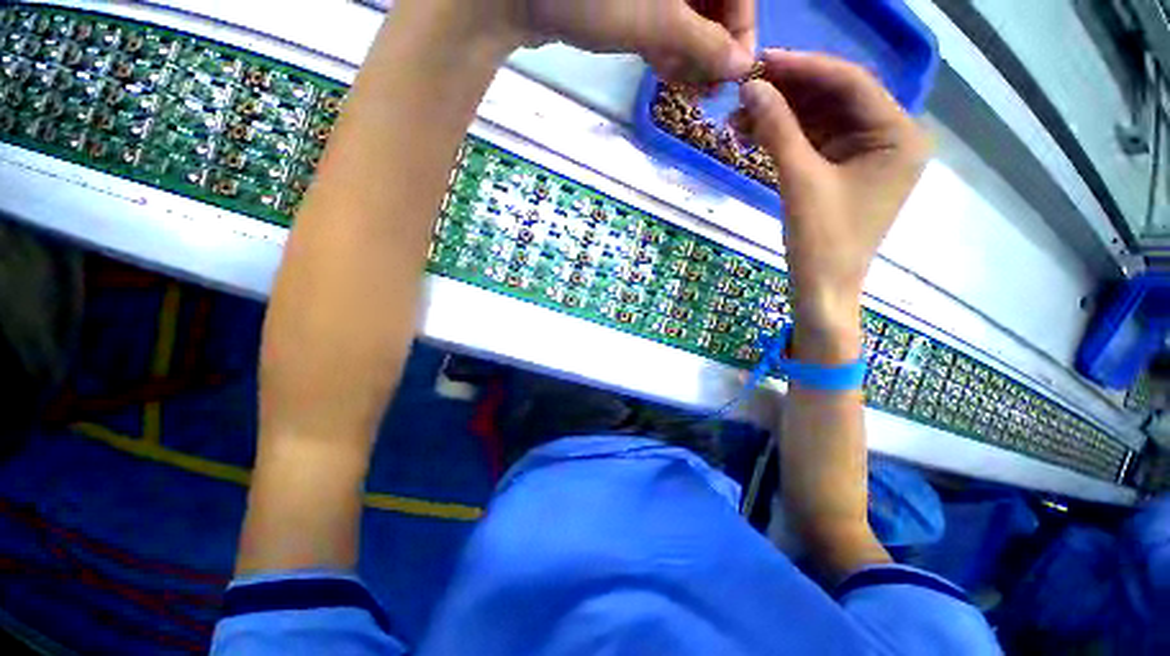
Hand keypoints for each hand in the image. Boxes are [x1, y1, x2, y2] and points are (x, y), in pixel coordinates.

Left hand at [449, 0, 755, 80]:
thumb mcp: (658, 23)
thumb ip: (704, 43)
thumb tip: (742, 66)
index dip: (741, 31)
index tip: (736, 72)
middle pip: (713, 4)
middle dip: (713, 49)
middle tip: (708, 90)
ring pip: (688, 16)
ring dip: (691, 55)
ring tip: (688, 88)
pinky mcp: (632, 0)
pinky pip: (663, 22)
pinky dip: (668, 49)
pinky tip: (667, 74)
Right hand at [733, 50, 929, 358]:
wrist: (822, 288)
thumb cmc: (821, 241)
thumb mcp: (798, 181)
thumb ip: (778, 129)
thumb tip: (751, 88)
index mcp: (898, 135)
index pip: (851, 83)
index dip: (804, 68)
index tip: (762, 62)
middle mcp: (890, 137)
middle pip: (835, 99)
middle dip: (789, 93)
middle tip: (745, 88)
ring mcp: (867, 155)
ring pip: (821, 120)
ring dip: (781, 116)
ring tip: (739, 115)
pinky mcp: (844, 171)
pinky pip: (814, 143)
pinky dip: (785, 137)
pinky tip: (754, 133)